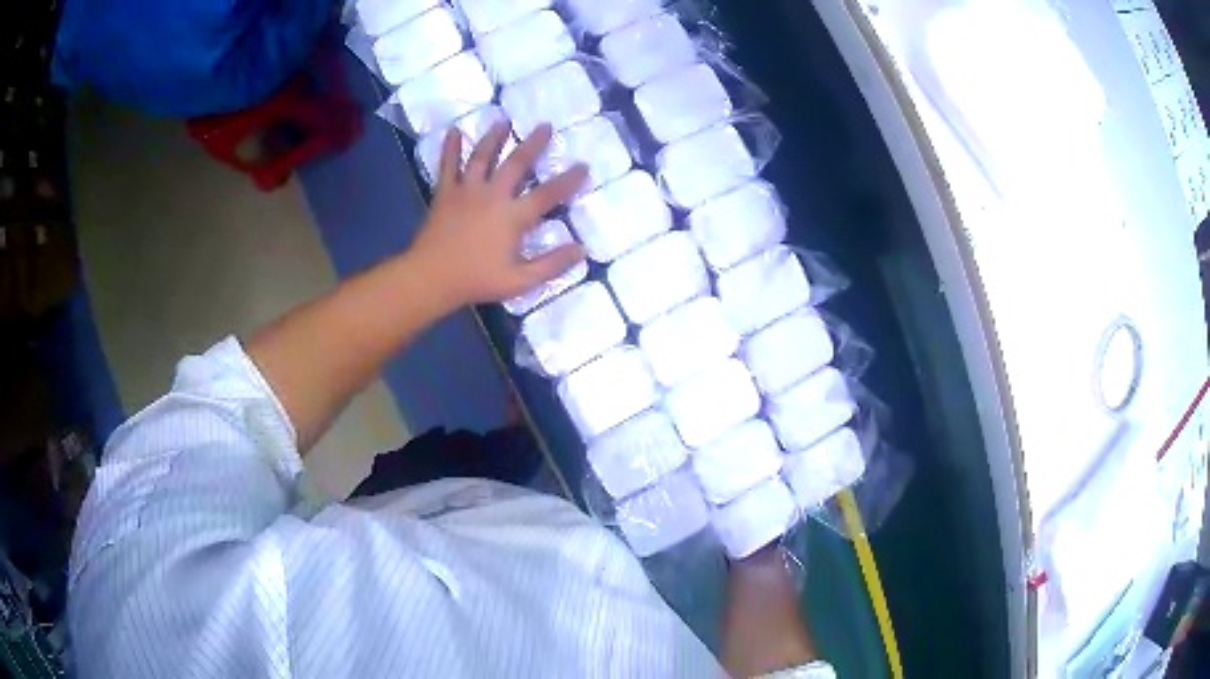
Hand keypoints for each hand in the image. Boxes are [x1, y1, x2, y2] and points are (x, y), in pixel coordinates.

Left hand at [409, 121, 587, 309]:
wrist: (431, 277)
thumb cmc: (477, 280)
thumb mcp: (520, 281)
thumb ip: (552, 265)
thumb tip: (582, 250)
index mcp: (513, 216)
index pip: (548, 194)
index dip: (568, 180)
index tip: (584, 166)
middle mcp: (493, 195)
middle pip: (517, 163)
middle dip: (534, 144)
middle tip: (546, 126)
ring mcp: (467, 190)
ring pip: (483, 156)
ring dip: (495, 137)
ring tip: (503, 121)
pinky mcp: (445, 193)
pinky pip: (448, 165)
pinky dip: (450, 147)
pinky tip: (453, 130)